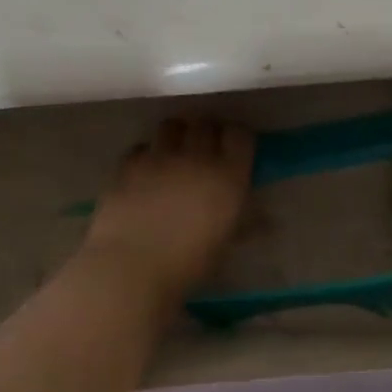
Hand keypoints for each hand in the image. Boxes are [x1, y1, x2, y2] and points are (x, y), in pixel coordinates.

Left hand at [83, 117, 254, 301]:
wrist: (132, 267)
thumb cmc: (188, 264)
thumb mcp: (225, 243)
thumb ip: (243, 221)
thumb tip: (264, 219)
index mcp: (228, 176)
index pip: (240, 136)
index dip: (238, 138)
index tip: (236, 149)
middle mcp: (196, 157)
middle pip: (206, 123)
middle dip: (208, 131)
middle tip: (206, 148)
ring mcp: (159, 157)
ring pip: (172, 125)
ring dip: (177, 134)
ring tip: (175, 151)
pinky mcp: (127, 164)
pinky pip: (142, 146)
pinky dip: (148, 153)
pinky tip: (146, 171)